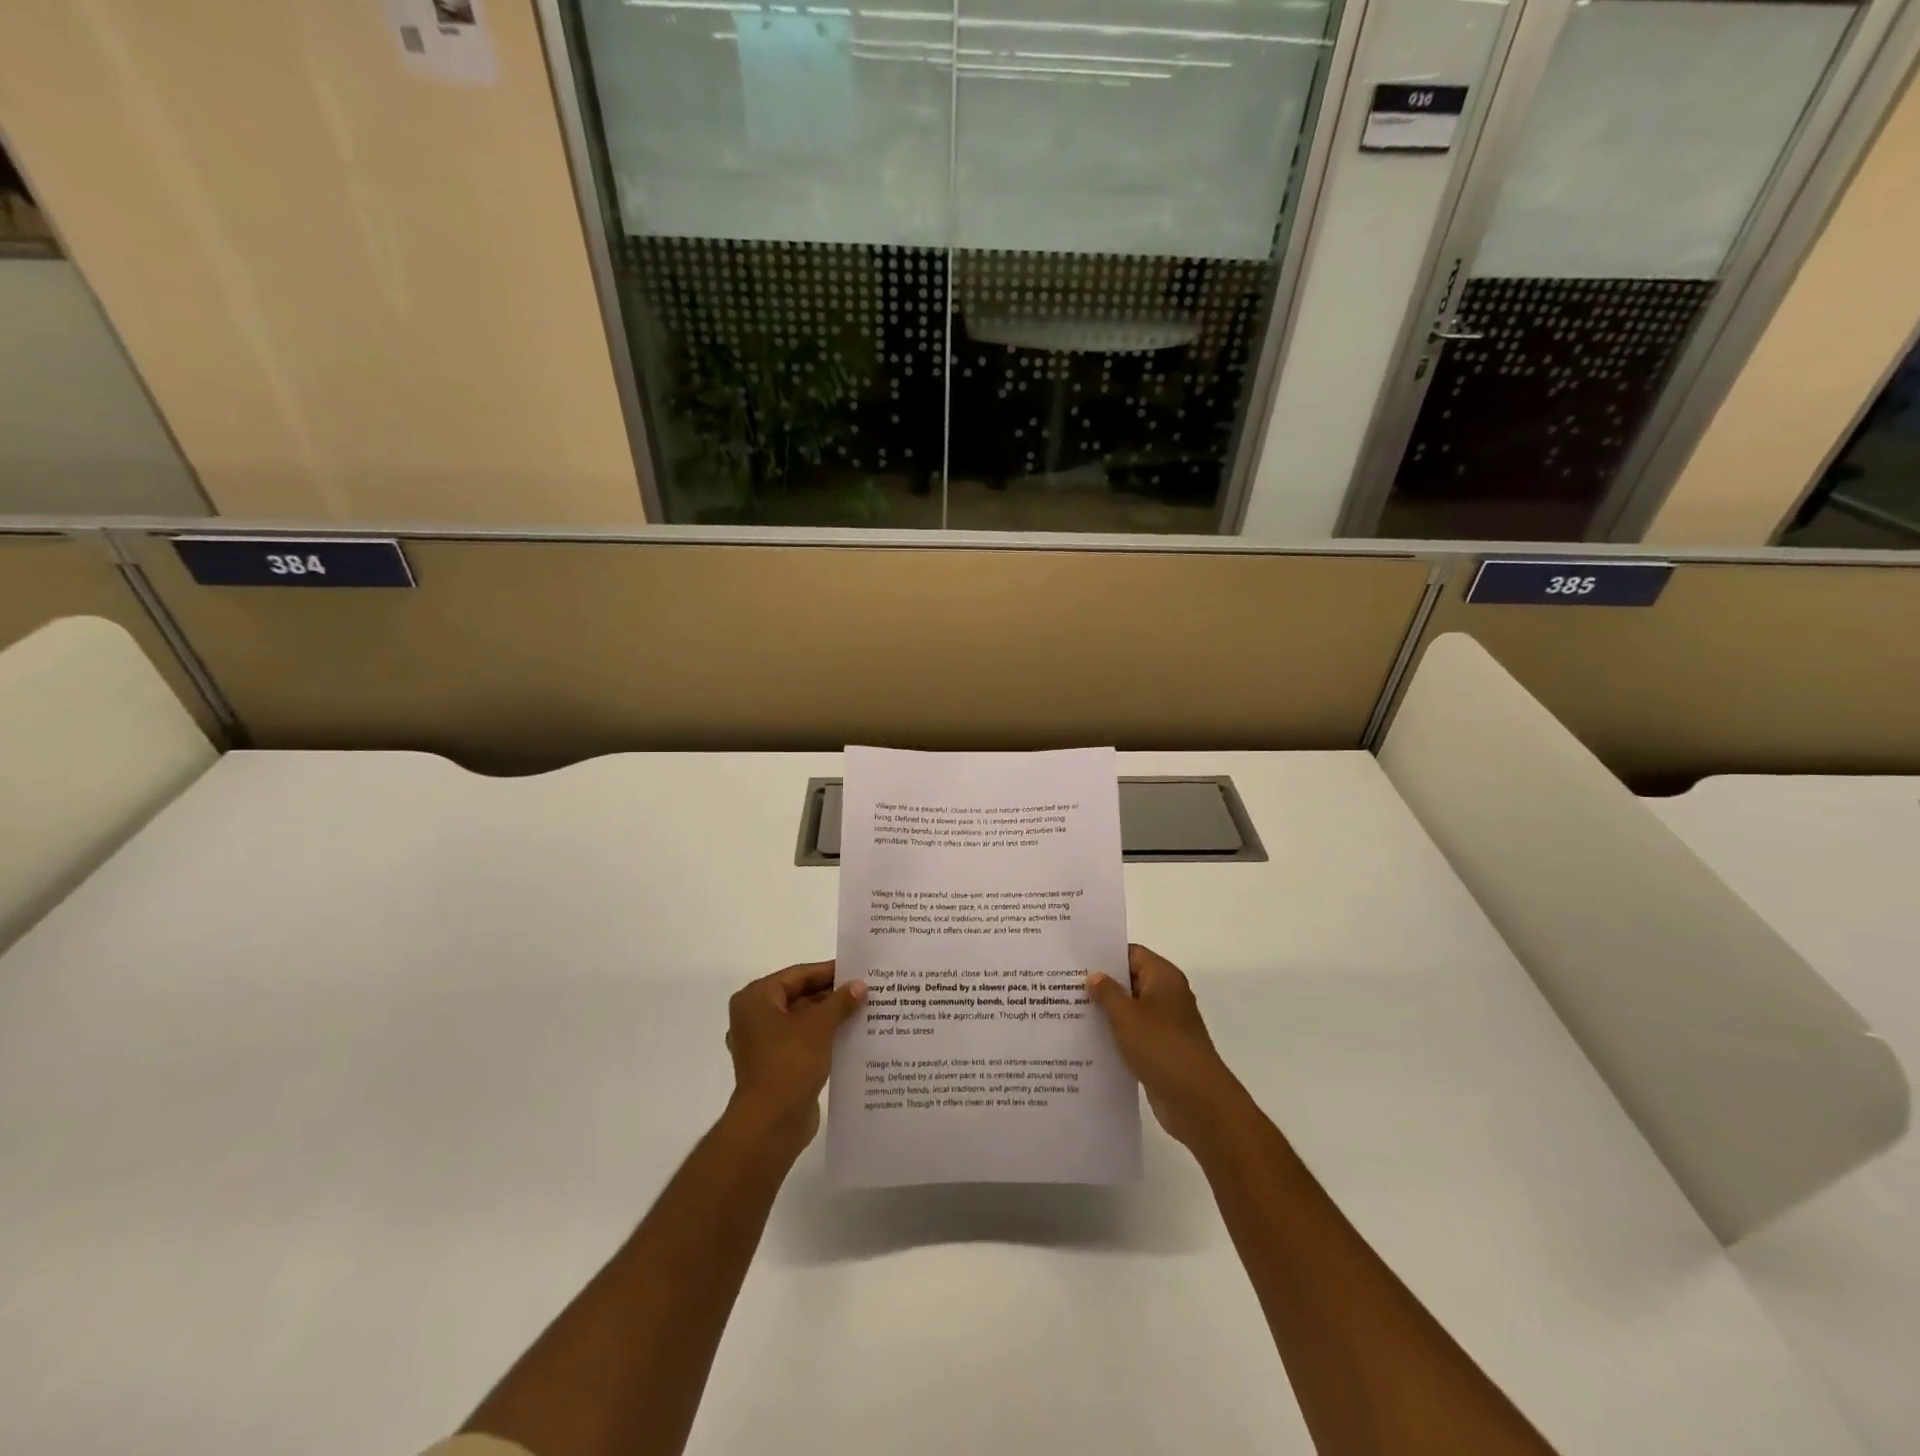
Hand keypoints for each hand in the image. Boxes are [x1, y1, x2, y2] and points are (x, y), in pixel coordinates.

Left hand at [724, 961, 865, 1151]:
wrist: (770, 1124)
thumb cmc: (790, 1063)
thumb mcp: (820, 1025)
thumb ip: (840, 1001)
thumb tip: (859, 985)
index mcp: (756, 999)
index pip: (798, 975)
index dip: (828, 971)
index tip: (857, 970)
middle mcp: (755, 1017)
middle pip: (799, 996)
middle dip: (831, 996)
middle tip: (865, 990)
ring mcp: (764, 1044)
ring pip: (802, 1021)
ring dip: (830, 1017)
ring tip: (864, 1011)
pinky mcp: (775, 1066)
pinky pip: (802, 1042)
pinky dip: (823, 1038)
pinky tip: (851, 1037)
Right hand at [1087, 944, 1244, 1148]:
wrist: (1197, 1101)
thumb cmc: (1161, 1047)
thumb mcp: (1126, 1016)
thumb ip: (1107, 992)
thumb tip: (1095, 975)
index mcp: (1163, 977)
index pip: (1131, 953)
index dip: (1104, 955)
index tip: (1075, 960)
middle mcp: (1167, 995)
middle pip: (1130, 980)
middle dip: (1101, 984)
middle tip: (1064, 985)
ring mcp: (1166, 1024)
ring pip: (1130, 1009)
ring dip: (1106, 1012)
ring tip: (1069, 1011)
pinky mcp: (1161, 1049)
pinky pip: (1134, 1033)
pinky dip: (1115, 1034)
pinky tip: (1088, 1040)